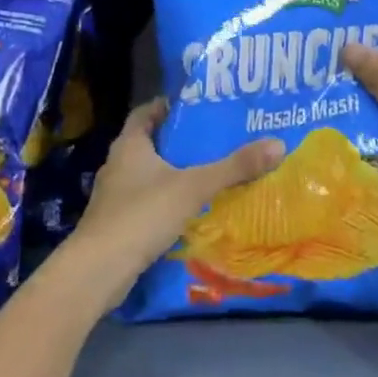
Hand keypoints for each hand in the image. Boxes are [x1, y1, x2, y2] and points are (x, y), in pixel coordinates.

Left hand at [64, 98, 283, 305]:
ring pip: (148, 175)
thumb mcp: (193, 187)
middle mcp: (118, 164)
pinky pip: (146, 203)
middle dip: (179, 141)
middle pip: (150, 143)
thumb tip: (278, 144)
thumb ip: (233, 167)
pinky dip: (166, 202)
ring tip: (208, 174)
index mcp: (129, 145)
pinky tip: (190, 211)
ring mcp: (114, 196)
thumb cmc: (142, 214)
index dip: (168, 106)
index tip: (197, 107)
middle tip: (214, 140)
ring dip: (173, 174)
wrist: (99, 270)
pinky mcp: (117, 224)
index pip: (146, 112)